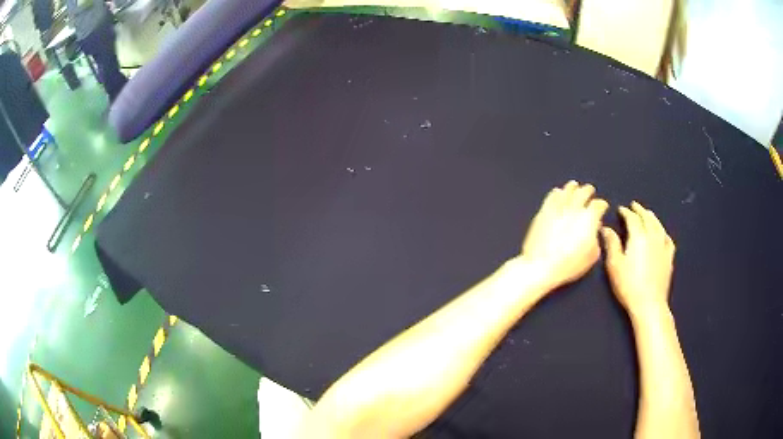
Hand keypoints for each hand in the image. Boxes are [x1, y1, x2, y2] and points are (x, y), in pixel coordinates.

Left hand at [521, 181, 608, 288]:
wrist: (542, 265)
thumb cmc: (570, 264)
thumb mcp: (592, 255)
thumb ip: (596, 239)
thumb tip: (595, 229)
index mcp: (589, 218)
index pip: (599, 204)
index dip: (602, 204)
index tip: (603, 206)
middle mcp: (575, 208)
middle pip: (583, 192)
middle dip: (588, 190)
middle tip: (590, 189)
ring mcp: (558, 208)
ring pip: (567, 191)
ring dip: (572, 187)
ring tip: (574, 185)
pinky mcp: (544, 212)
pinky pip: (551, 197)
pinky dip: (556, 193)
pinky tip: (557, 192)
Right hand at [601, 202, 674, 315]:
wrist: (649, 304)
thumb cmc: (628, 285)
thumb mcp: (614, 265)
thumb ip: (611, 244)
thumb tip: (606, 228)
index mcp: (638, 236)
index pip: (632, 218)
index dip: (626, 212)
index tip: (620, 209)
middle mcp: (652, 236)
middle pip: (647, 218)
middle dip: (640, 210)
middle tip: (634, 206)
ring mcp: (663, 246)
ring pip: (658, 225)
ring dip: (652, 217)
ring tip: (647, 214)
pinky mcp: (669, 257)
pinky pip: (668, 239)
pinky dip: (663, 232)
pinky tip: (662, 233)